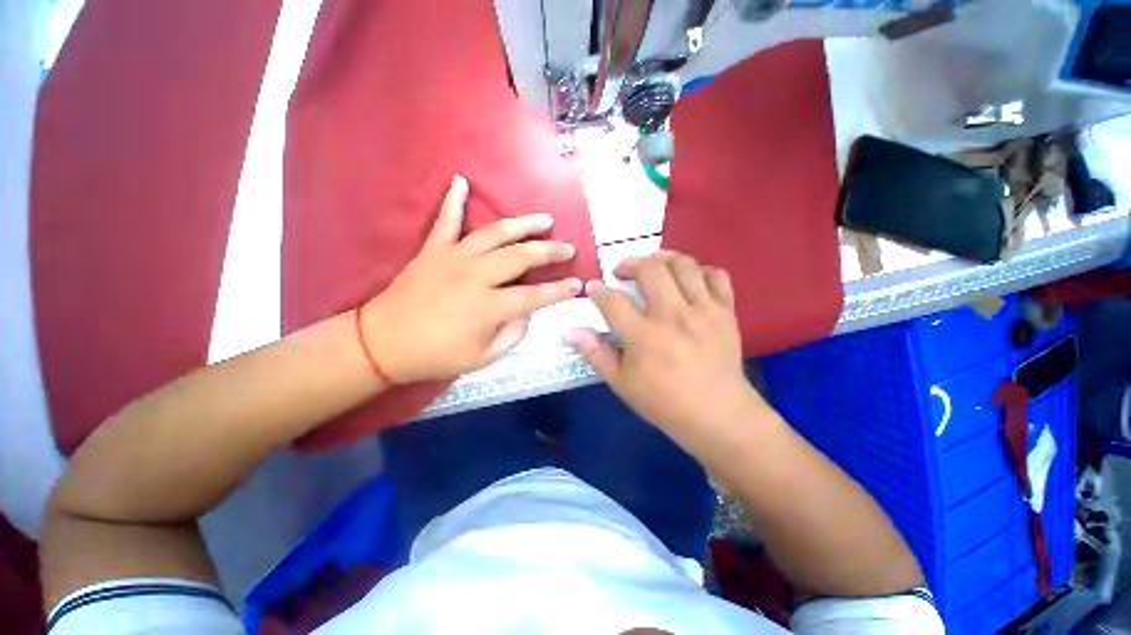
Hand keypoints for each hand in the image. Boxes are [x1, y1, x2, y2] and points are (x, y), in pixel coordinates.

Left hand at [363, 175, 580, 382]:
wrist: (383, 343)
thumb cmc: (436, 355)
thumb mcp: (483, 358)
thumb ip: (513, 335)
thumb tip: (527, 312)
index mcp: (489, 307)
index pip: (535, 296)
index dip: (560, 290)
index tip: (578, 283)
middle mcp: (476, 276)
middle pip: (521, 257)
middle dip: (549, 251)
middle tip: (567, 247)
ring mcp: (454, 258)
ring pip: (495, 233)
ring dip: (522, 224)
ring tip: (543, 219)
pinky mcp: (433, 250)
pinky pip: (445, 220)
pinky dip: (453, 199)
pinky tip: (461, 180)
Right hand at [566, 251, 759, 444]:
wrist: (718, 416)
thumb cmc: (664, 403)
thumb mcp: (621, 383)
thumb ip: (596, 353)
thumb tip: (570, 331)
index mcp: (645, 337)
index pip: (613, 301)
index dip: (598, 290)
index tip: (593, 287)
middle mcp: (674, 316)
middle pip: (650, 269)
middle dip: (630, 263)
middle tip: (622, 271)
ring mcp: (703, 311)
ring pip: (684, 265)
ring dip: (663, 257)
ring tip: (653, 265)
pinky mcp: (726, 312)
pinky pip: (717, 276)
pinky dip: (700, 271)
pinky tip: (688, 279)